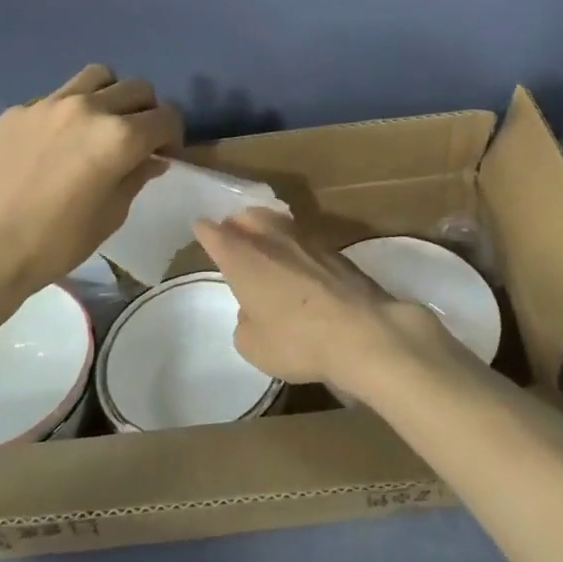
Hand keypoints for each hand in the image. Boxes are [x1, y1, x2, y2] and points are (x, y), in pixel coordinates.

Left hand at [0, 65, 181, 301]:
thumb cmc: (55, 243)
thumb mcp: (111, 216)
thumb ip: (136, 177)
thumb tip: (151, 158)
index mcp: (119, 137)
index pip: (166, 117)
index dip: (173, 136)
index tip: (164, 155)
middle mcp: (89, 108)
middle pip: (138, 88)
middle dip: (147, 112)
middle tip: (137, 140)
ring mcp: (50, 104)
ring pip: (98, 76)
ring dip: (111, 96)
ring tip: (100, 124)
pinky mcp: (19, 110)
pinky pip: (57, 97)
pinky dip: (70, 111)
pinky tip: (55, 143)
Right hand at [193, 208, 451, 398]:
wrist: (362, 331)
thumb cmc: (297, 340)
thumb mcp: (253, 345)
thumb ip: (245, 320)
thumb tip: (254, 309)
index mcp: (242, 258)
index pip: (214, 233)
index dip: (205, 231)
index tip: (200, 230)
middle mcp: (270, 238)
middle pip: (247, 216)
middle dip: (235, 223)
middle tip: (232, 236)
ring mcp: (305, 238)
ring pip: (276, 221)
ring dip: (266, 228)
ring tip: (264, 243)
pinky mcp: (333, 249)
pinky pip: (302, 237)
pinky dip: (293, 244)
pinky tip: (297, 260)